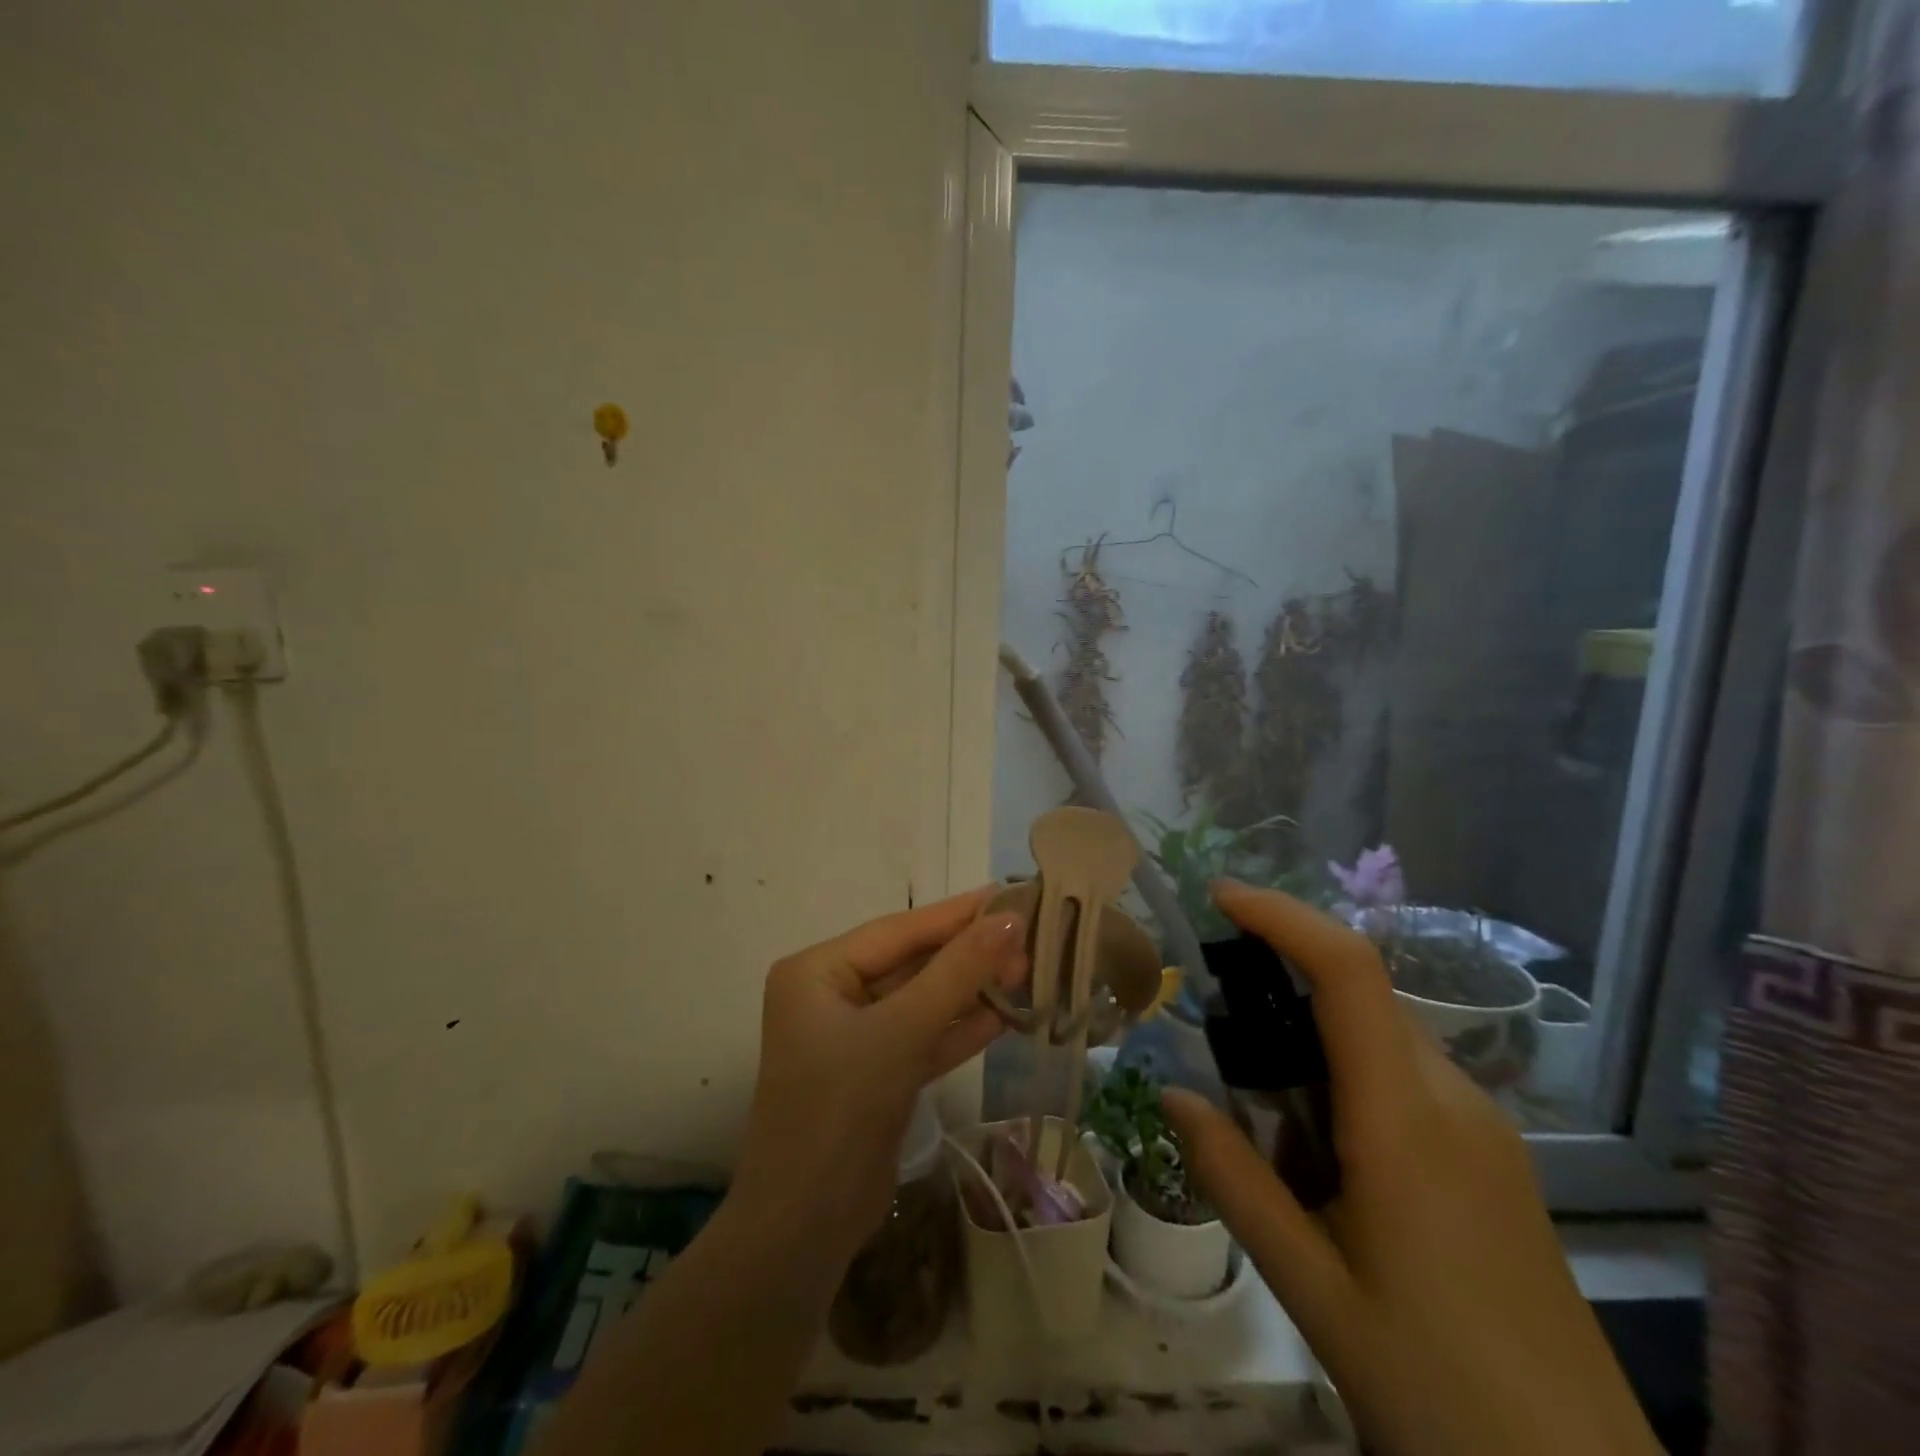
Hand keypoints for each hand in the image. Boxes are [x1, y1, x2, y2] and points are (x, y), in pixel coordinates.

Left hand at [732, 887, 1026, 1261]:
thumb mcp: (901, 1032)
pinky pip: (922, 1038)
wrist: (805, 1230)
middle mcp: (831, 996)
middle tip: (1028, 938)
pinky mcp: (876, 1074)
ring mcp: (854, 1037)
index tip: (1008, 895)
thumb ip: (956, 974)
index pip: (898, 931)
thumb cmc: (841, 1109)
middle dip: (968, 956)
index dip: (956, 915)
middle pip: (911, 963)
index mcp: (817, 971)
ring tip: (1027, 971)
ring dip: (970, 991)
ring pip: (921, 1001)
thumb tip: (1008, 921)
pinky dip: (959, 1029)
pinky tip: (1005, 1016)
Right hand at [1163, 882, 1658, 1455]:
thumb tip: (1169, 1093)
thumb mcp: (1309, 1286)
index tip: (1219, 896)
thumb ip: (1232, 1178)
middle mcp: (1452, 1099)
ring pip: (1378, 1036)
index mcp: (1406, 1121)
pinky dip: (1344, 1078)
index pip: (1348, 972)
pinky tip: (1319, 1155)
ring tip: (1259, 1111)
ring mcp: (1481, 1126)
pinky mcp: (1491, 1156)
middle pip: (1359, 995)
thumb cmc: (1436, 1388)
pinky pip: (1403, 1078)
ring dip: (1309, 1039)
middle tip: (1214, 1026)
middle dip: (1280, 980)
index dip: (1282, 916)